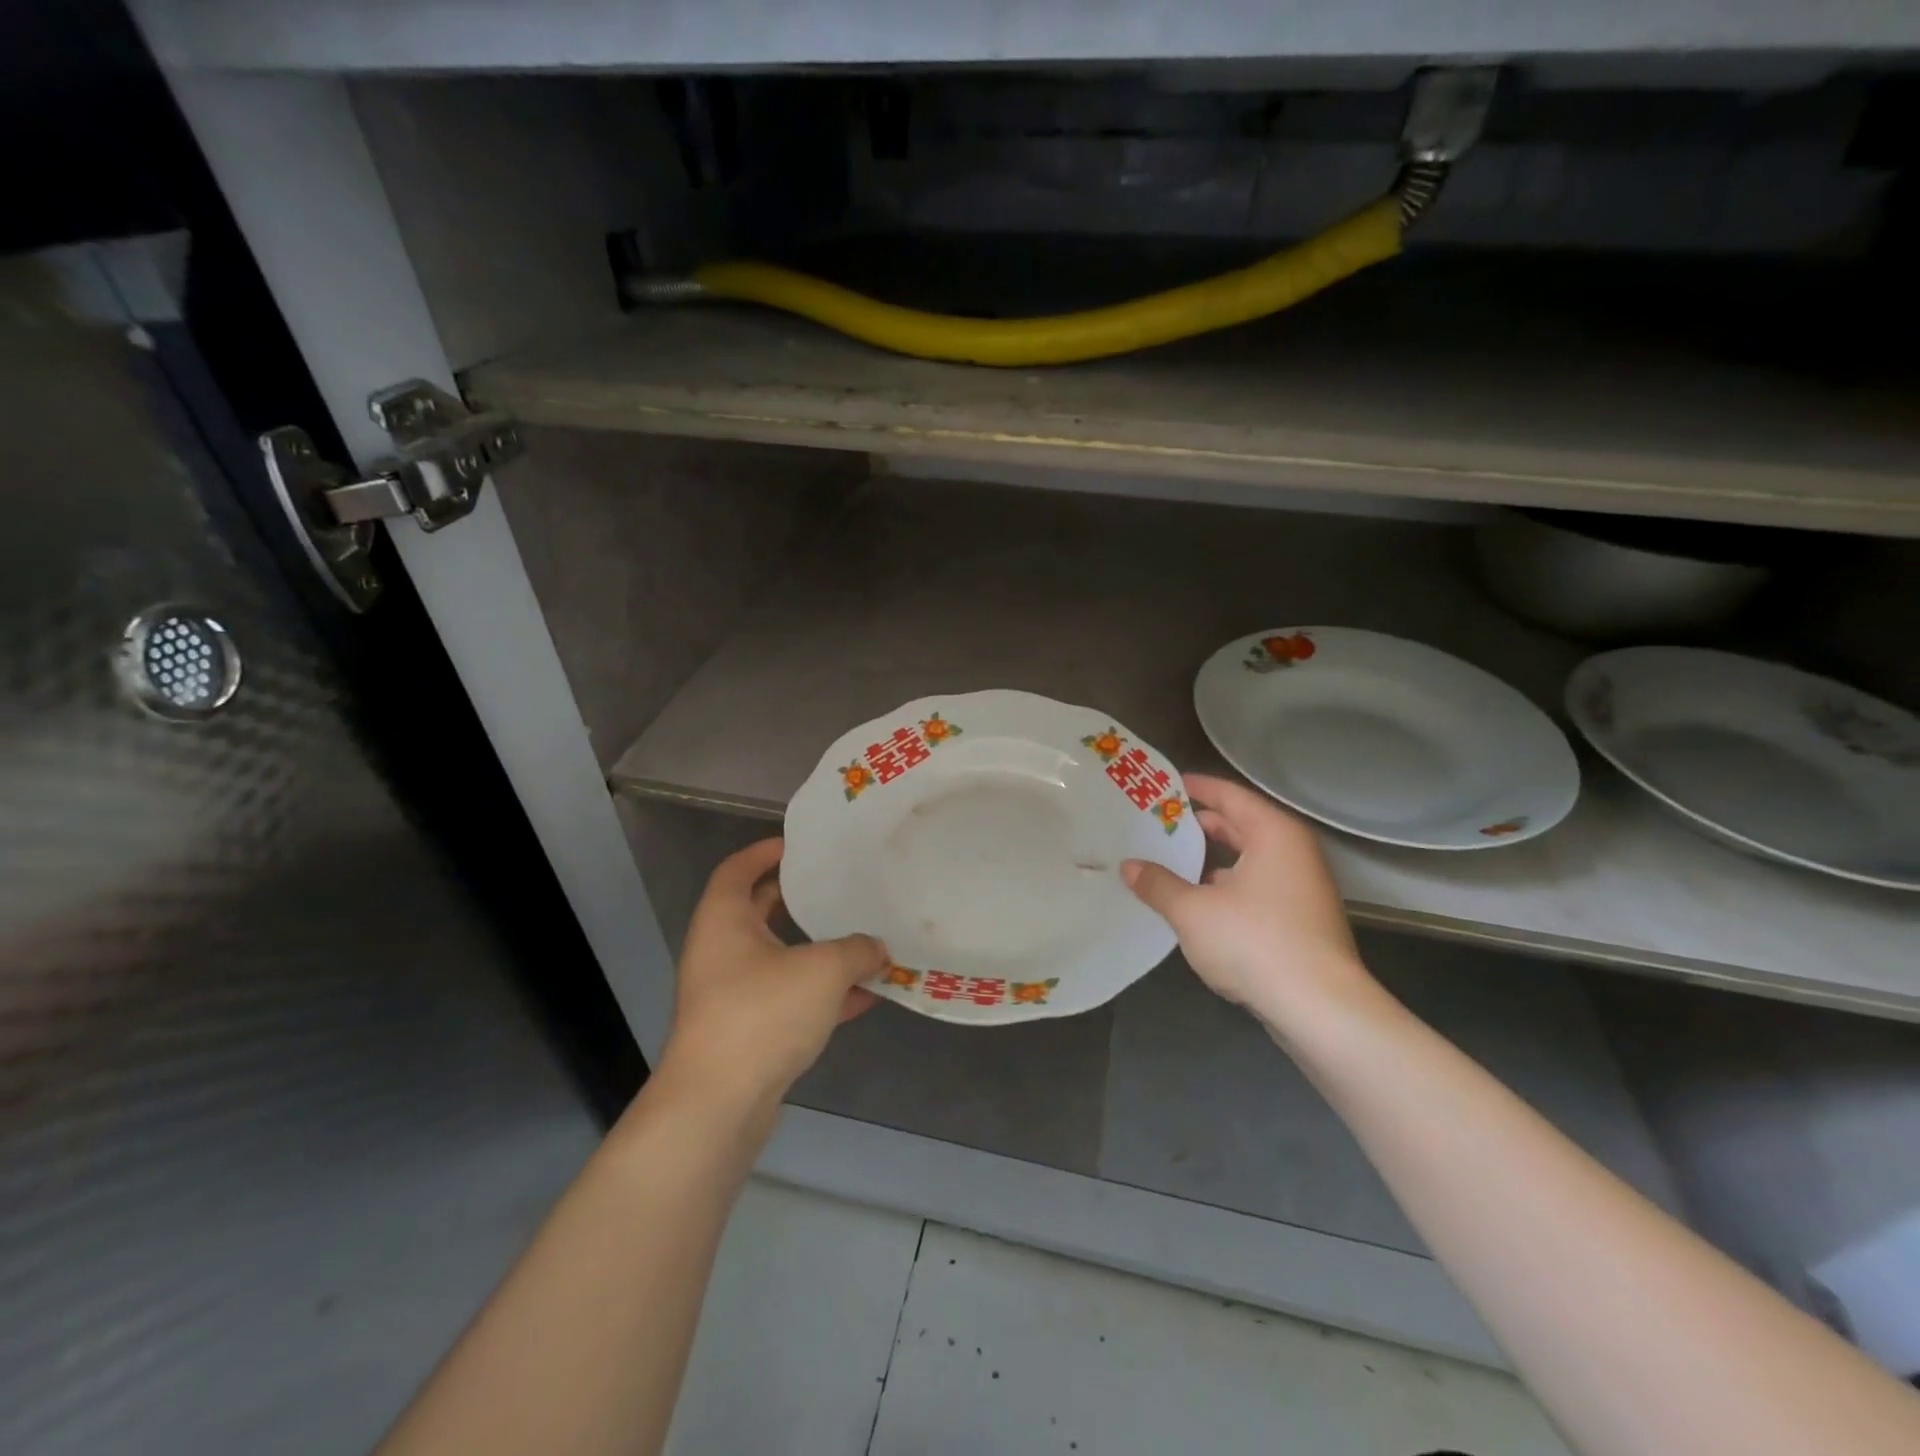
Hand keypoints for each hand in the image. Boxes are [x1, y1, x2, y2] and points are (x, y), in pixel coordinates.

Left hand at [659, 837, 886, 1114]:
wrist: (719, 1105)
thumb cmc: (762, 1014)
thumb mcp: (822, 970)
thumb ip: (857, 950)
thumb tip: (878, 947)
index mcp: (724, 921)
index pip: (737, 870)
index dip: (764, 852)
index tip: (797, 845)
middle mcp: (721, 952)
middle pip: (758, 912)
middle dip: (796, 899)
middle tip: (836, 885)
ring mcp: (731, 995)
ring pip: (778, 959)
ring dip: (816, 950)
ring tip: (860, 936)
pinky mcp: (747, 1032)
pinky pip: (789, 999)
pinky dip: (822, 993)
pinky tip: (865, 994)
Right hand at [1121, 774, 1378, 1037]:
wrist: (1321, 1009)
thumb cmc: (1255, 942)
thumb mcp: (1193, 911)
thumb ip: (1158, 884)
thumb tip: (1129, 867)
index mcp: (1274, 834)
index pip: (1230, 796)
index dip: (1197, 788)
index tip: (1166, 785)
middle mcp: (1293, 853)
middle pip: (1240, 826)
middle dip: (1199, 826)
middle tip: (1157, 825)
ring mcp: (1301, 889)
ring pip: (1247, 861)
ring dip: (1209, 862)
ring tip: (1167, 863)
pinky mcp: (1301, 921)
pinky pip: (1255, 889)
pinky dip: (1225, 888)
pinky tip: (1195, 904)